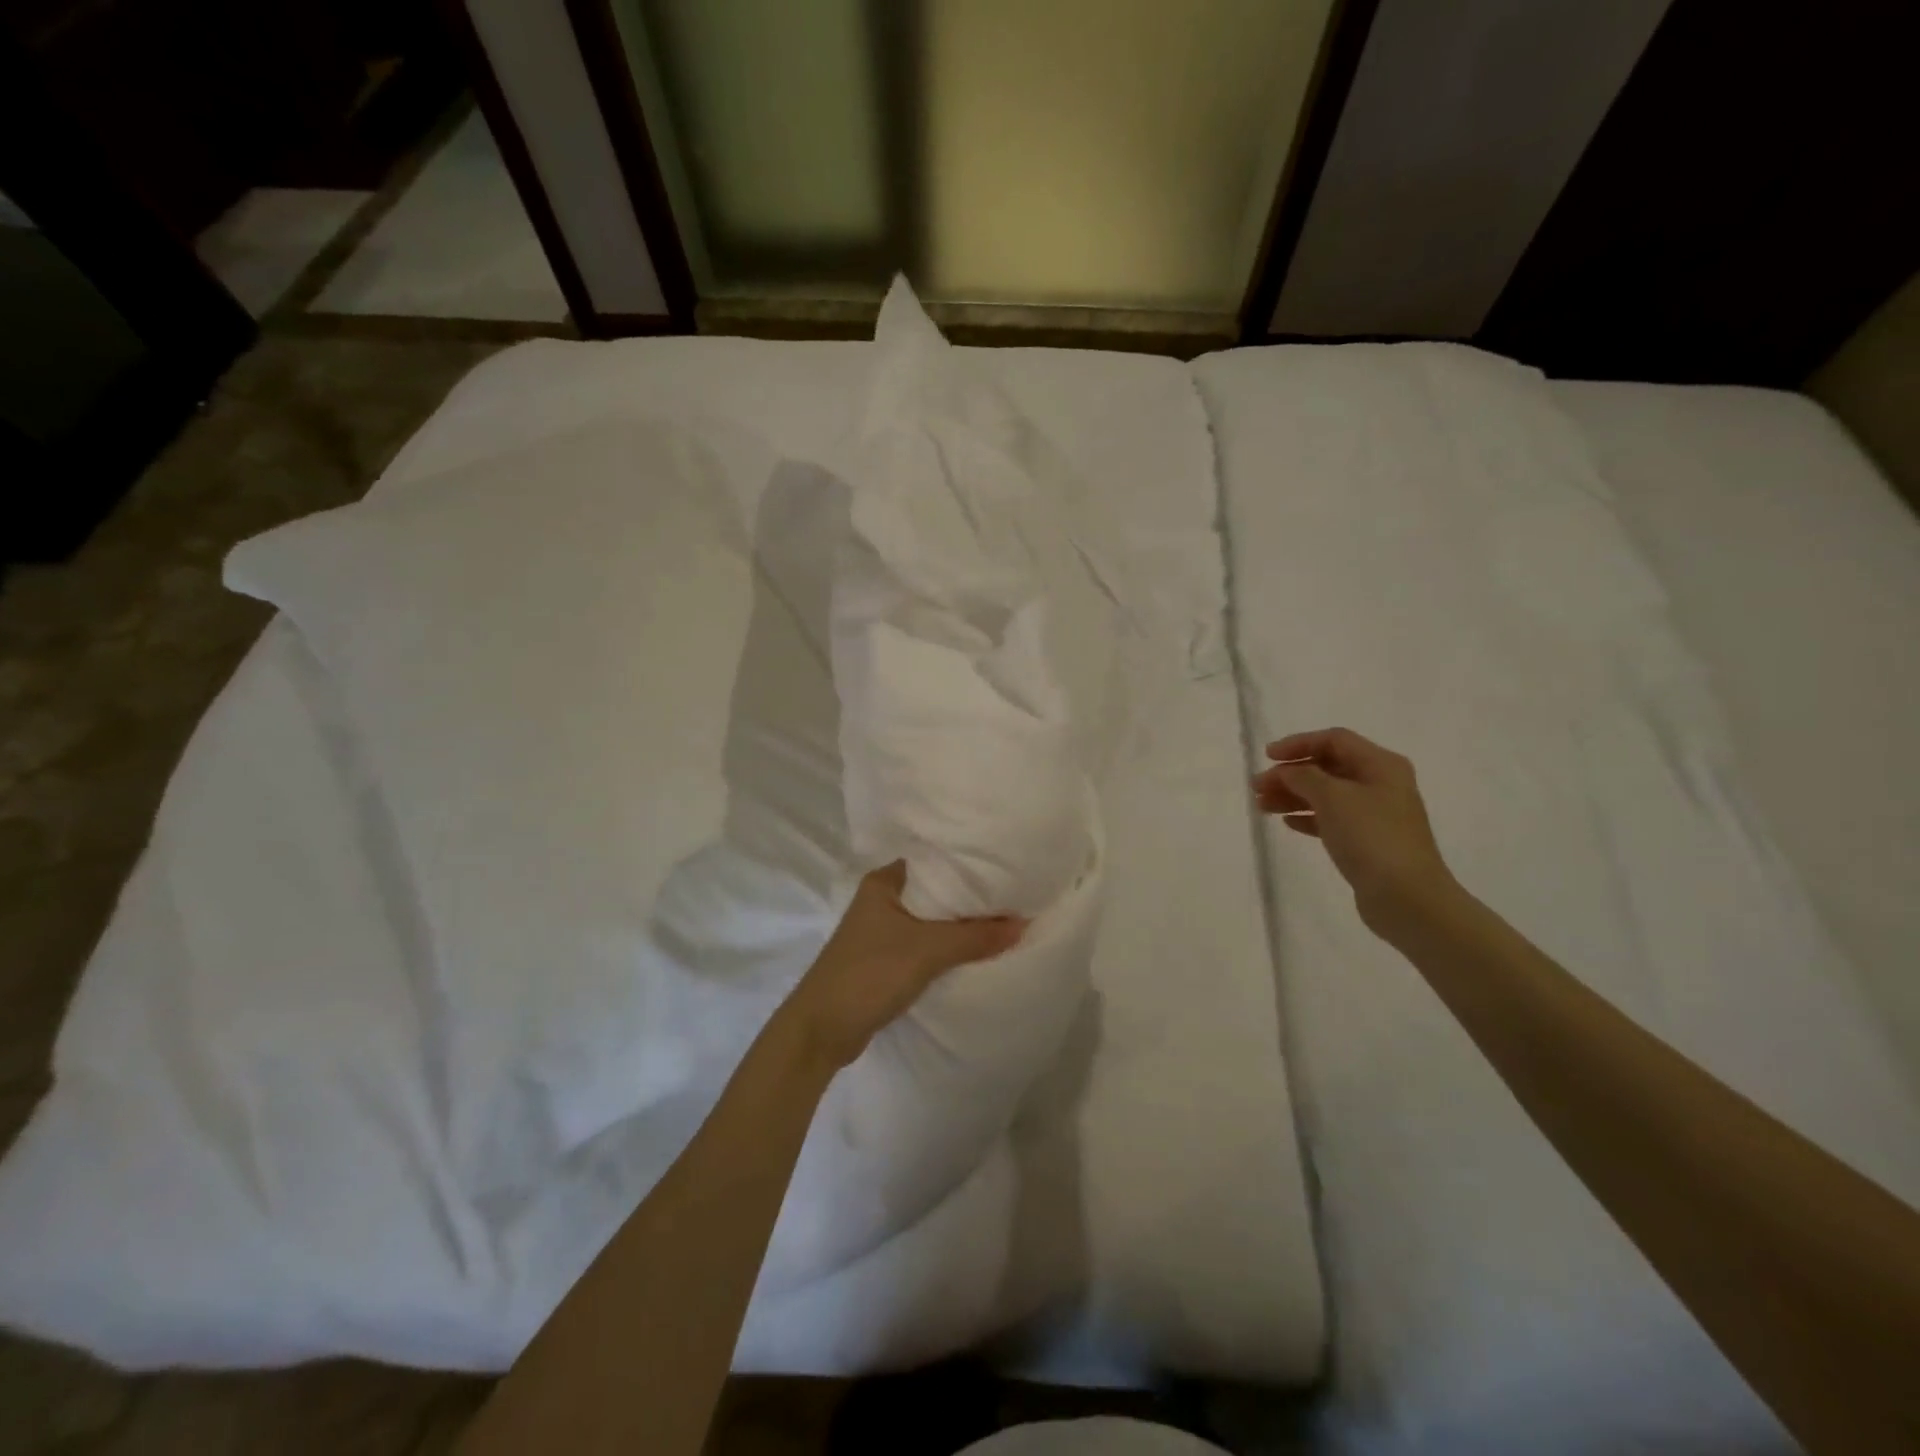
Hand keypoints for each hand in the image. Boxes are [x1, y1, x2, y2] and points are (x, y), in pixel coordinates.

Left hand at [783, 862, 1025, 1068]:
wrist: (821, 1032)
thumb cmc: (869, 975)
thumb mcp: (927, 950)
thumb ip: (975, 936)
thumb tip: (1023, 924)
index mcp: (884, 882)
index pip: (935, 860)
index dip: (970, 862)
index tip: (1006, 865)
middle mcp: (882, 899)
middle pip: (937, 891)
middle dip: (971, 897)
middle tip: (1014, 893)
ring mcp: (882, 931)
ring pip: (932, 920)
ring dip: (960, 924)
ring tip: (1004, 919)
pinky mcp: (886, 960)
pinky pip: (926, 944)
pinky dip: (948, 946)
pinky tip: (976, 949)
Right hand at [1253, 727, 1457, 935]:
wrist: (1407, 897)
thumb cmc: (1371, 837)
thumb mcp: (1333, 797)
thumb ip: (1304, 776)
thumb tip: (1287, 771)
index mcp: (1380, 765)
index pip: (1334, 740)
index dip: (1298, 744)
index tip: (1267, 758)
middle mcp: (1381, 784)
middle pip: (1328, 767)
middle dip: (1290, 774)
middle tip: (1257, 787)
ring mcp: (1376, 813)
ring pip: (1327, 794)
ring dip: (1293, 796)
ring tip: (1262, 806)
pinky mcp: (1368, 840)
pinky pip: (1332, 819)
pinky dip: (1308, 817)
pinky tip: (1287, 823)